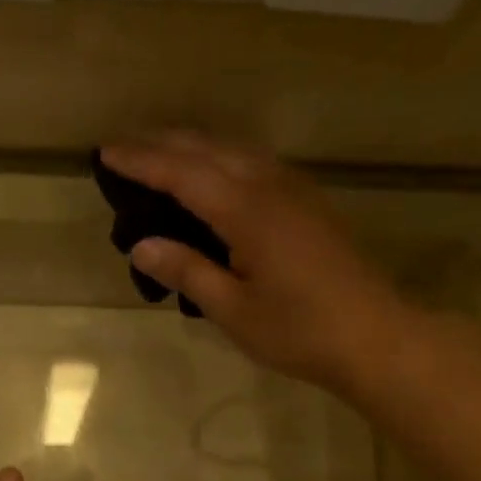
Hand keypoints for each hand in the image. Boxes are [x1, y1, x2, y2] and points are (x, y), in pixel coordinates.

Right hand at [101, 133, 414, 395]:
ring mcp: (295, 190)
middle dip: (162, 143)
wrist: (375, 337)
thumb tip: (141, 245)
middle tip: (123, 147)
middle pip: (209, 150)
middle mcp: (270, 186)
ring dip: (193, 145)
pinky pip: (255, 163)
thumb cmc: (299, 331)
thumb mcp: (233, 310)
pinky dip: (221, 158)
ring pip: (235, 150)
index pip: (183, 174)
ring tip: (159, 152)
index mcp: (247, 211)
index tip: (105, 152)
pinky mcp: (308, 202)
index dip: (142, 161)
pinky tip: (214, 173)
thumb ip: (188, 271)